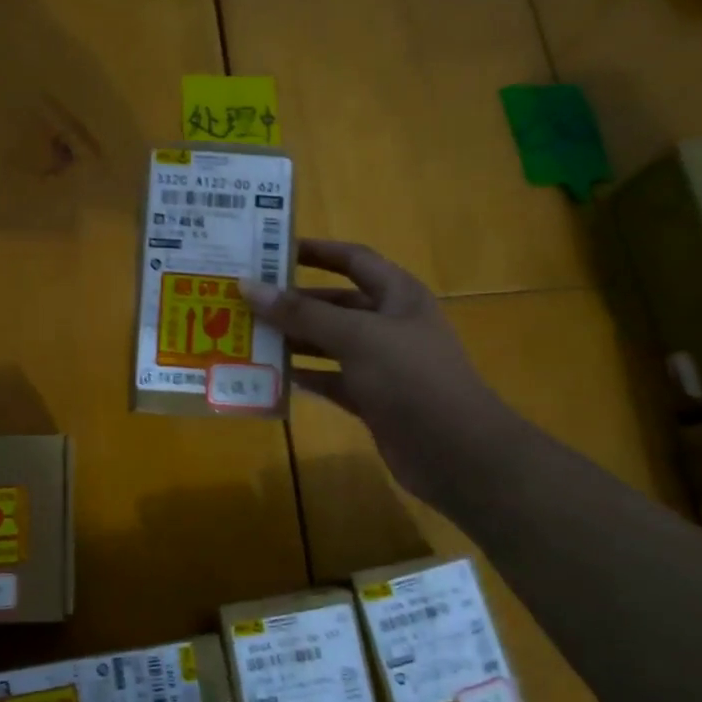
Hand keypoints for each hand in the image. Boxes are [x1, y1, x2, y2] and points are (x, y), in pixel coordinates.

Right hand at [242, 240, 502, 503]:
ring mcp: (382, 363)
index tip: (272, 250)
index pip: (353, 260)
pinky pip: (331, 380)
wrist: (455, 451)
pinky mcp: (372, 398)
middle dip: (294, 302)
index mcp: (397, 295)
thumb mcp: (356, 336)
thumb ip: (302, 313)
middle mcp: (389, 324)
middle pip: (334, 304)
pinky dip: (305, 377)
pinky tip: (271, 376)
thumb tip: (248, 286)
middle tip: (246, 301)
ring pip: (330, 343)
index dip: (317, 251)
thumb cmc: (410, 377)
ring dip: (294, 340)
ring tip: (249, 336)